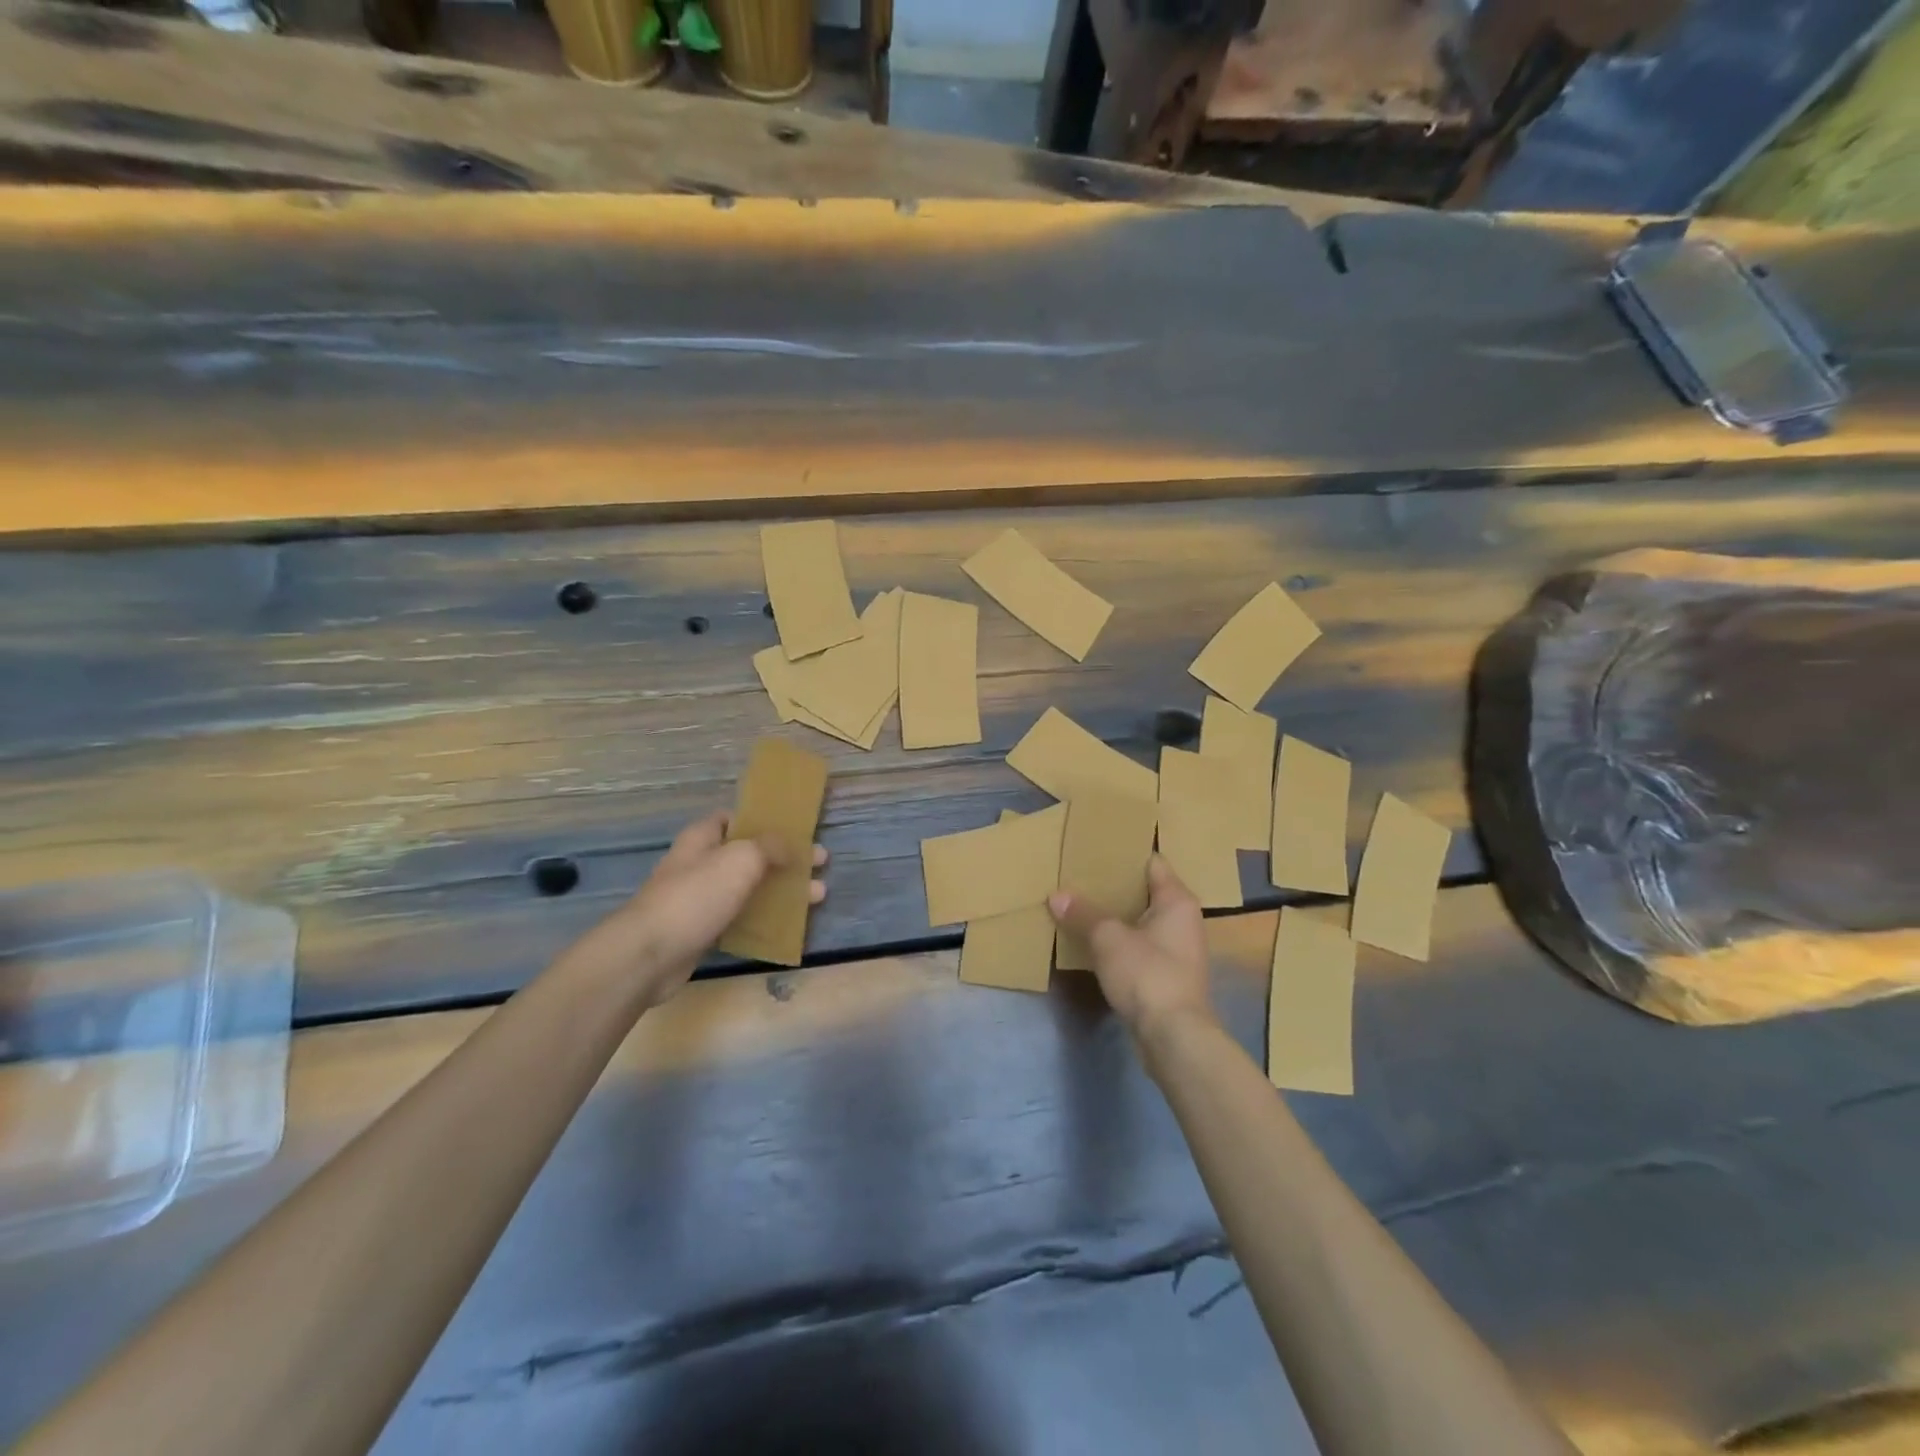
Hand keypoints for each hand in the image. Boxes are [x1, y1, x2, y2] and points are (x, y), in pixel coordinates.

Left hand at [559, 811, 826, 1004]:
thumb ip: (769, 846)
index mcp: (703, 838)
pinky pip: (742, 917)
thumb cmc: (696, 896)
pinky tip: (789, 924)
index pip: (735, 818)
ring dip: (782, 890)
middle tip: (819, 864)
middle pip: (750, 855)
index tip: (796, 829)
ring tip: (818, 896)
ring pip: (749, 888)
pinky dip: (765, 917)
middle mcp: (700, 863)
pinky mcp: (703, 930)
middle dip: (785, 859)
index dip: (765, 821)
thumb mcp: (740, 859)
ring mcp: (700, 898)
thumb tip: (789, 845)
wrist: (650, 954)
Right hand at [1049, 855, 1214, 1043]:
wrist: (1174, 1037)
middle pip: (1146, 892)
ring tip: (1080, 906)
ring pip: (1142, 922)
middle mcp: (1184, 920)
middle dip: (1115, 887)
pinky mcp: (1168, 976)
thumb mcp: (1108, 939)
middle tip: (1080, 877)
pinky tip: (1093, 943)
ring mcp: (1179, 950)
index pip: (1152, 862)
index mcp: (1177, 900)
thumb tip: (1057, 896)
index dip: (1125, 855)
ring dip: (1116, 917)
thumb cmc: (1148, 974)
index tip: (1097, 849)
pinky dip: (1120, 943)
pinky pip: (1140, 947)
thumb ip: (1083, 914)